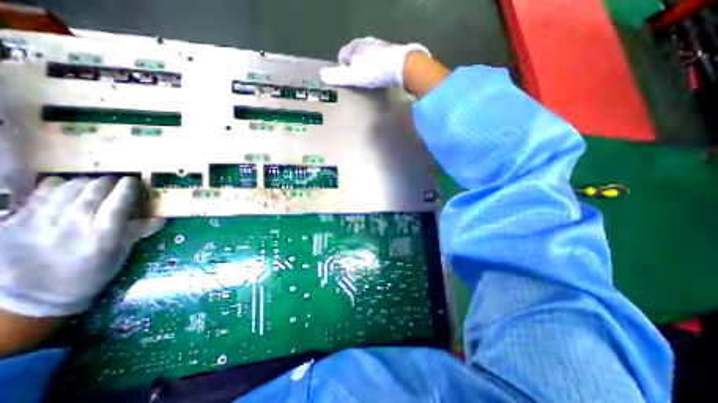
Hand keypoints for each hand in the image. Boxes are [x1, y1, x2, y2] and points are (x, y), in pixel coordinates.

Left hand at [0, 177, 163, 317]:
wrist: (35, 295)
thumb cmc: (91, 272)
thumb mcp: (120, 254)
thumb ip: (139, 232)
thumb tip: (163, 218)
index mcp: (104, 233)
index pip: (120, 201)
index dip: (129, 187)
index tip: (134, 181)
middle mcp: (74, 223)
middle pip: (94, 191)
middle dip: (108, 182)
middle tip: (116, 182)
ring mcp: (41, 221)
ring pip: (66, 189)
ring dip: (85, 182)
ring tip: (93, 184)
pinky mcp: (15, 222)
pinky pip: (39, 195)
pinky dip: (55, 187)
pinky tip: (64, 187)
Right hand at [322, 37, 431, 87]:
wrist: (401, 66)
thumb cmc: (374, 71)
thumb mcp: (354, 76)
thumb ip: (338, 76)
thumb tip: (322, 75)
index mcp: (354, 46)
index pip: (342, 54)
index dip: (342, 68)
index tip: (346, 80)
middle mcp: (366, 42)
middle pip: (355, 54)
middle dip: (354, 66)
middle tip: (357, 80)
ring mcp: (379, 45)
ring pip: (367, 56)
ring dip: (366, 66)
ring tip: (369, 79)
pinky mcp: (390, 51)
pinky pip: (378, 58)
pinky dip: (376, 66)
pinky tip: (380, 75)